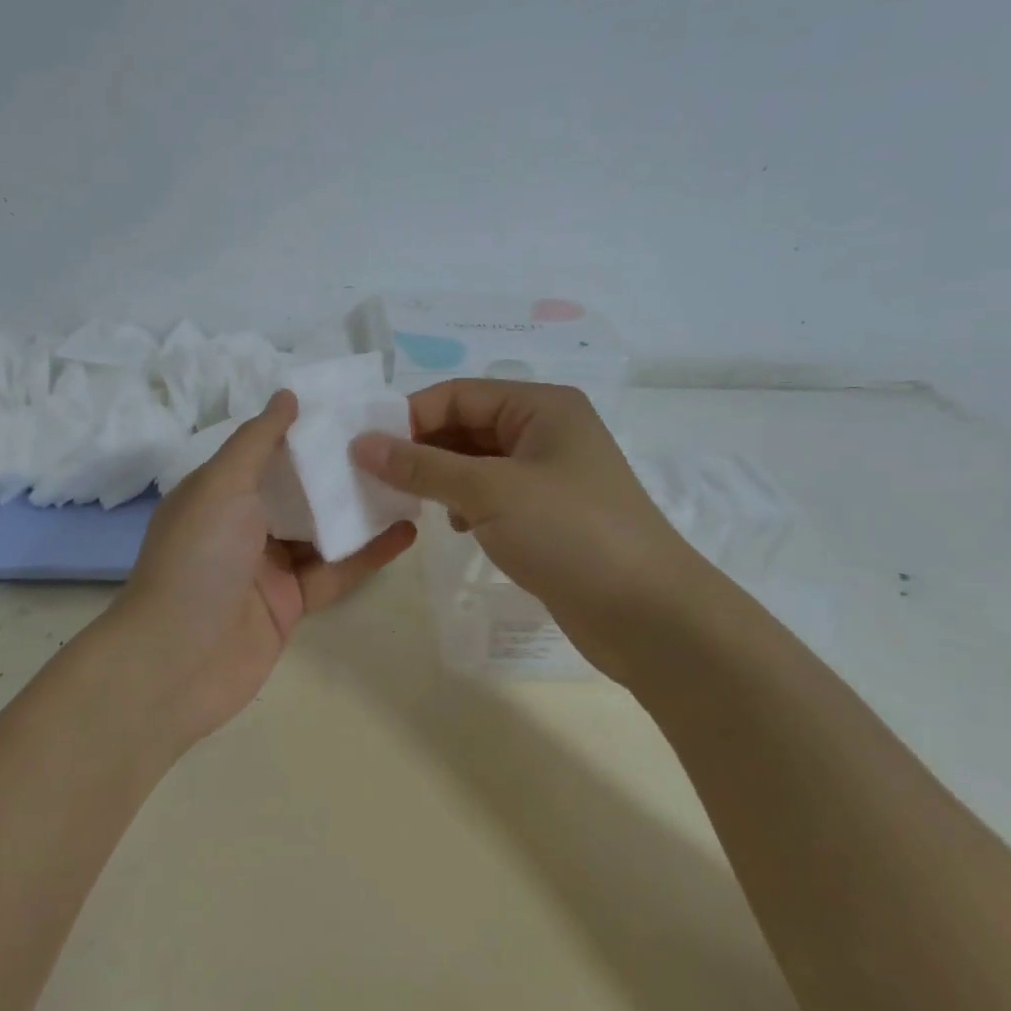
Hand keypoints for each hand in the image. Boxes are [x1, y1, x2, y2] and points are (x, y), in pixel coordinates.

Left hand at [110, 390, 416, 749]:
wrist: (176, 662)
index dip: (305, 431)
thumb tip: (287, 395)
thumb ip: (257, 440)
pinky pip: (335, 572)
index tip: (351, 409)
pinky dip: (368, 554)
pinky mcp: (291, 604)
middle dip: (338, 469)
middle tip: (392, 443)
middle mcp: (241, 524)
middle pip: (299, 490)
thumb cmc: (197, 559)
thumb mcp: (221, 484)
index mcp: (218, 491)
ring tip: (409, 481)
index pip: (267, 451)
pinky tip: (406, 532)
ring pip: (322, 530)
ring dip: (360, 510)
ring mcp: (267, 567)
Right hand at [352, 380, 714, 681]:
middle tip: (373, 478)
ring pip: (475, 463)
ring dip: (440, 478)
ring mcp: (549, 475)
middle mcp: (546, 431)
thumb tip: (361, 444)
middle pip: (465, 426)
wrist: (649, 616)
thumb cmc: (570, 534)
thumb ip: (421, 466)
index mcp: (540, 406)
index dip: (409, 417)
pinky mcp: (548, 515)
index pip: (457, 394)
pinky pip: (491, 495)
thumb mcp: (488, 492)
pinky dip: (464, 504)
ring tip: (408, 503)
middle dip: (421, 449)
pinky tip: (453, 525)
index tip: (364, 449)